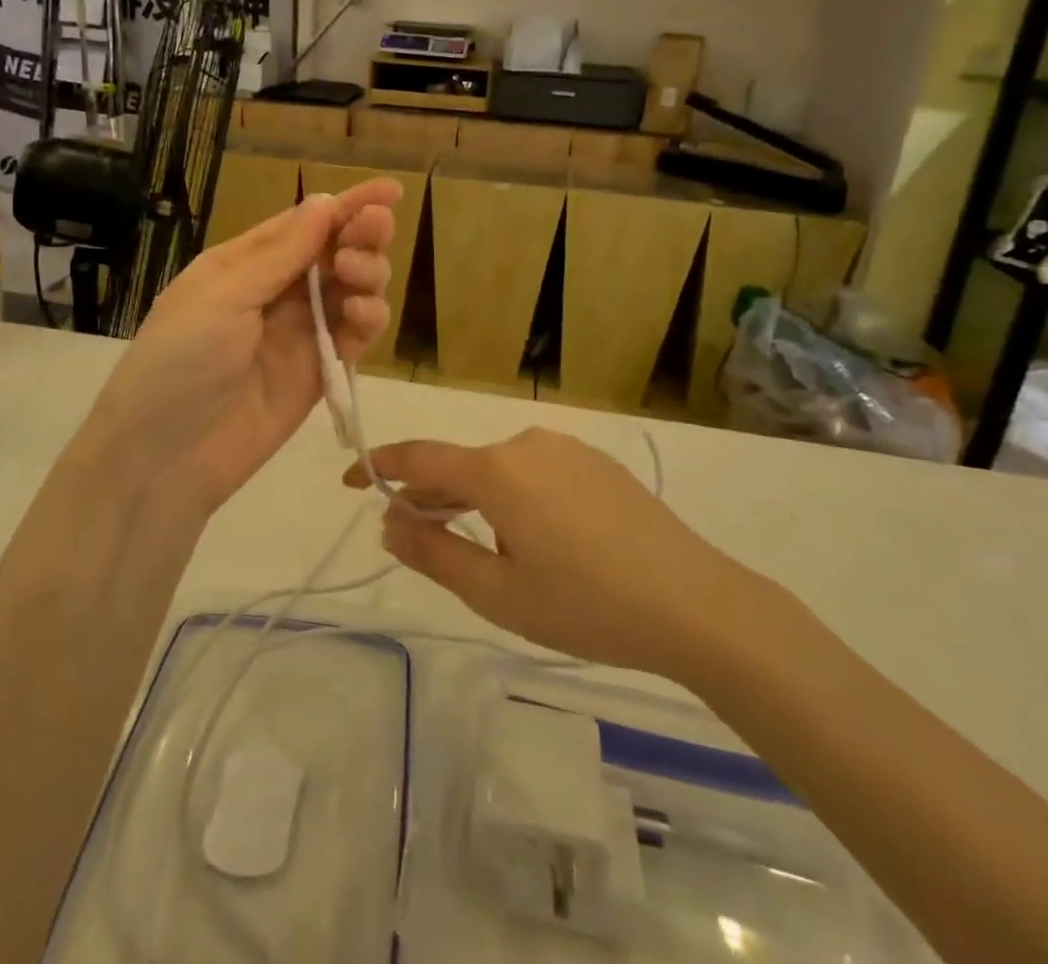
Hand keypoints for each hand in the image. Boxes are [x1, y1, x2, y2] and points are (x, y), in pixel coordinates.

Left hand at [77, 180, 401, 515]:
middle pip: (335, 252)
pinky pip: (355, 335)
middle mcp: (277, 292)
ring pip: (353, 290)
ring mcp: (301, 333)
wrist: (164, 456)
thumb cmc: (180, 360)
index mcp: (246, 263)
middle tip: (373, 233)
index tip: (392, 190)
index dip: (349, 204)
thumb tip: (325, 203)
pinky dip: (367, 320)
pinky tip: (362, 316)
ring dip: (367, 275)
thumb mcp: (222, 296)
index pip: (305, 223)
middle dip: (362, 236)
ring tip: (357, 278)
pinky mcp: (320, 372)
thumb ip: (280, 254)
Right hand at [347, 428, 760, 677]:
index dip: (380, 465)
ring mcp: (566, 449)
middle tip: (405, 528)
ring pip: (498, 468)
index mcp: (496, 469)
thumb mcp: (498, 593)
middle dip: (427, 493)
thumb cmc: (586, 604)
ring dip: (471, 497)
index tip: (351, 478)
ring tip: (466, 538)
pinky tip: (528, 534)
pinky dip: (510, 494)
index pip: (419, 457)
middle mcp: (527, 444)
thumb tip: (387, 522)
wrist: (696, 604)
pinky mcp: (596, 463)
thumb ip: (434, 553)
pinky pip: (534, 471)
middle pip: (460, 464)